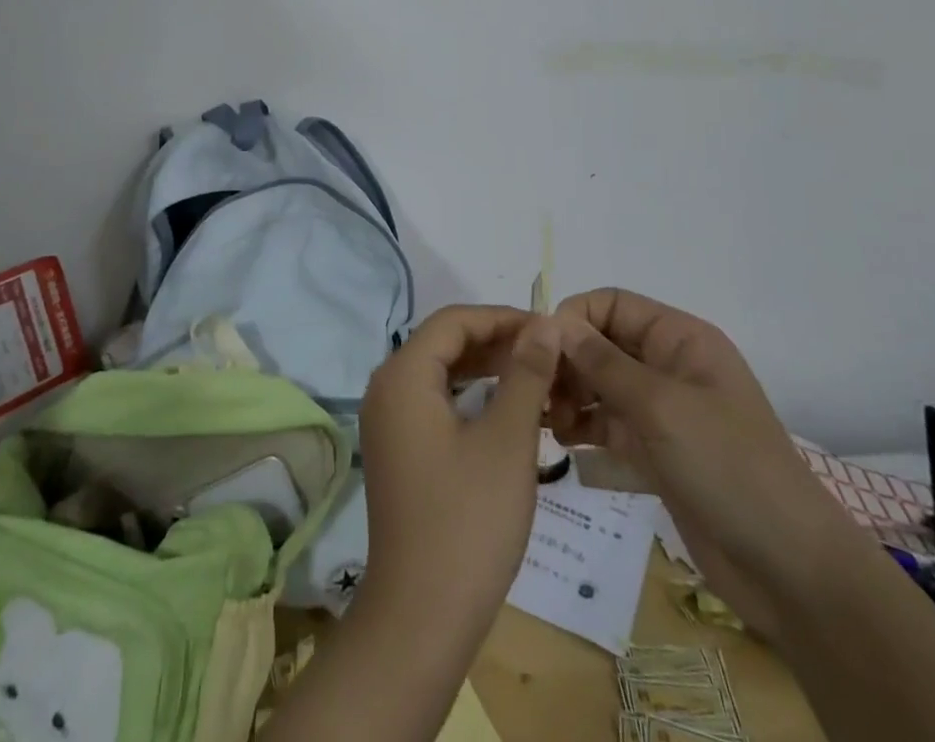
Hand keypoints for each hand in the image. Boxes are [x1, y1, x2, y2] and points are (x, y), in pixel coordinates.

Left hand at [355, 304, 562, 637]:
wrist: (421, 616)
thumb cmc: (468, 520)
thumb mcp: (507, 441)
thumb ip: (526, 374)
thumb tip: (546, 324)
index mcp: (402, 375)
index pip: (454, 321)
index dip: (502, 318)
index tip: (548, 329)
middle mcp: (386, 388)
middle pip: (443, 343)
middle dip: (496, 342)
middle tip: (548, 355)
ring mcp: (387, 422)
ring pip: (439, 373)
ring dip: (485, 370)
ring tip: (535, 378)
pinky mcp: (396, 450)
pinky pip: (433, 403)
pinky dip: (469, 398)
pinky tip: (505, 412)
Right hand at [547, 288, 860, 637]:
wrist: (790, 571)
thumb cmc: (729, 467)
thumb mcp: (660, 406)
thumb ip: (602, 362)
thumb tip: (553, 323)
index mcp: (680, 339)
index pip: (612, 304)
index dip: (574, 318)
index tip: (540, 350)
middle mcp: (669, 366)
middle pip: (601, 343)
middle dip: (567, 361)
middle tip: (538, 394)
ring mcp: (662, 411)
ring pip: (599, 384)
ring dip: (569, 394)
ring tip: (547, 421)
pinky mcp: (656, 451)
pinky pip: (607, 423)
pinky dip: (582, 425)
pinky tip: (562, 441)